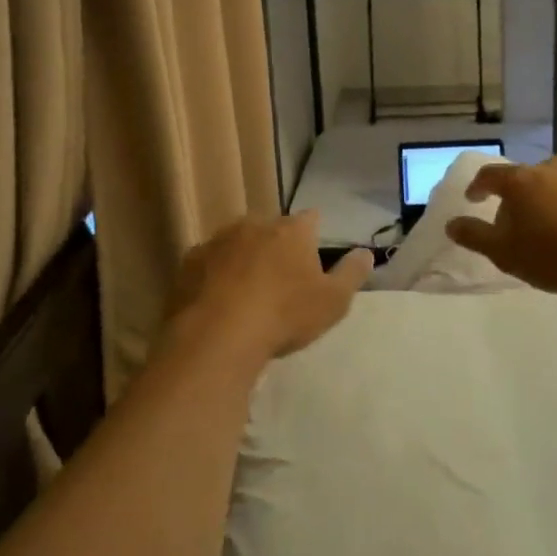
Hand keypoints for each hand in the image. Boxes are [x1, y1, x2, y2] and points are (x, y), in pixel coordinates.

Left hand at [161, 211, 372, 363]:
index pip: (310, 219)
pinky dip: (215, 274)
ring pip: (237, 242)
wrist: (217, 335)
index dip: (313, 234)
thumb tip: (366, 252)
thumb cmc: (284, 315)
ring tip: (246, 291)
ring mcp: (218, 240)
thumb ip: (352, 274)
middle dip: (276, 245)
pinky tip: (217, 300)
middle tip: (280, 278)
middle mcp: (254, 224)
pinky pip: (209, 262)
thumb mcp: (333, 302)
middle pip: (271, 228)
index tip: (313, 253)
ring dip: (243, 258)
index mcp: (291, 230)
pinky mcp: (189, 261)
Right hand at [446, 158, 556, 298]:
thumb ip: (474, 236)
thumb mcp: (505, 253)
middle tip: (510, 224)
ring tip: (543, 230)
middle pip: (522, 179)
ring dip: (541, 202)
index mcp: (520, 181)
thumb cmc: (555, 255)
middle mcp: (549, 170)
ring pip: (550, 185)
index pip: (489, 176)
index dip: (477, 187)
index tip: (472, 200)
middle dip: (512, 198)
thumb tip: (451, 223)